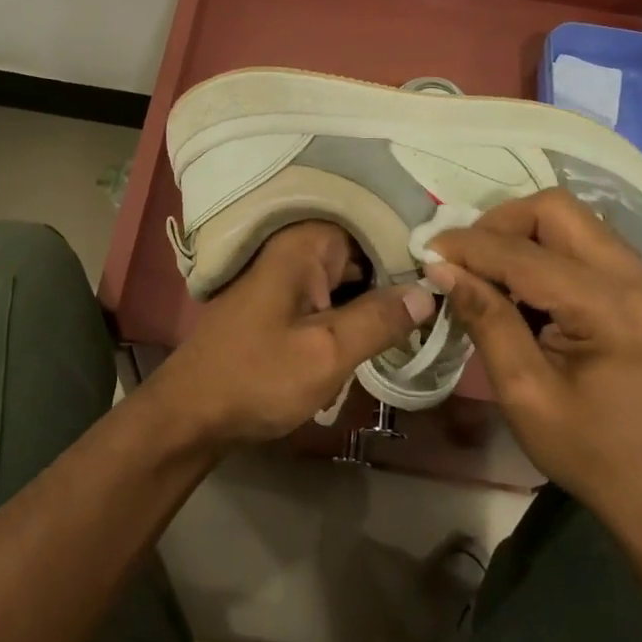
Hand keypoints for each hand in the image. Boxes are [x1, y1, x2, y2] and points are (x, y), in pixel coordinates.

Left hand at [152, 222, 435, 444]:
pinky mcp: (284, 301)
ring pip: (350, 278)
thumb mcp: (327, 353)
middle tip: (443, 308)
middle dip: (398, 279)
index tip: (450, 276)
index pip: (374, 228)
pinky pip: (331, 296)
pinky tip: (382, 335)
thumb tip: (429, 291)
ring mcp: (288, 275)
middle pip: (363, 252)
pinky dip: (354, 312)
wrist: (192, 414)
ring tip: (424, 322)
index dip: (411, 252)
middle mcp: (296, 248)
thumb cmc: (257, 378)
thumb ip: (380, 319)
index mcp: (305, 244)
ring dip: (379, 300)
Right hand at [426, 190, 641, 545]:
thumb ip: (485, 319)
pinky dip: (542, 248)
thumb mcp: (524, 393)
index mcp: (612, 309)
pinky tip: (519, 284)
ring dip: (519, 233)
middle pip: (555, 209)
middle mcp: (638, 277)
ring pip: (569, 217)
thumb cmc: (590, 453)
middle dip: (498, 225)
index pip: (524, 254)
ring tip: (484, 271)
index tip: (425, 253)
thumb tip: (441, 268)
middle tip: (461, 260)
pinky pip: (582, 239)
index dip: (468, 247)